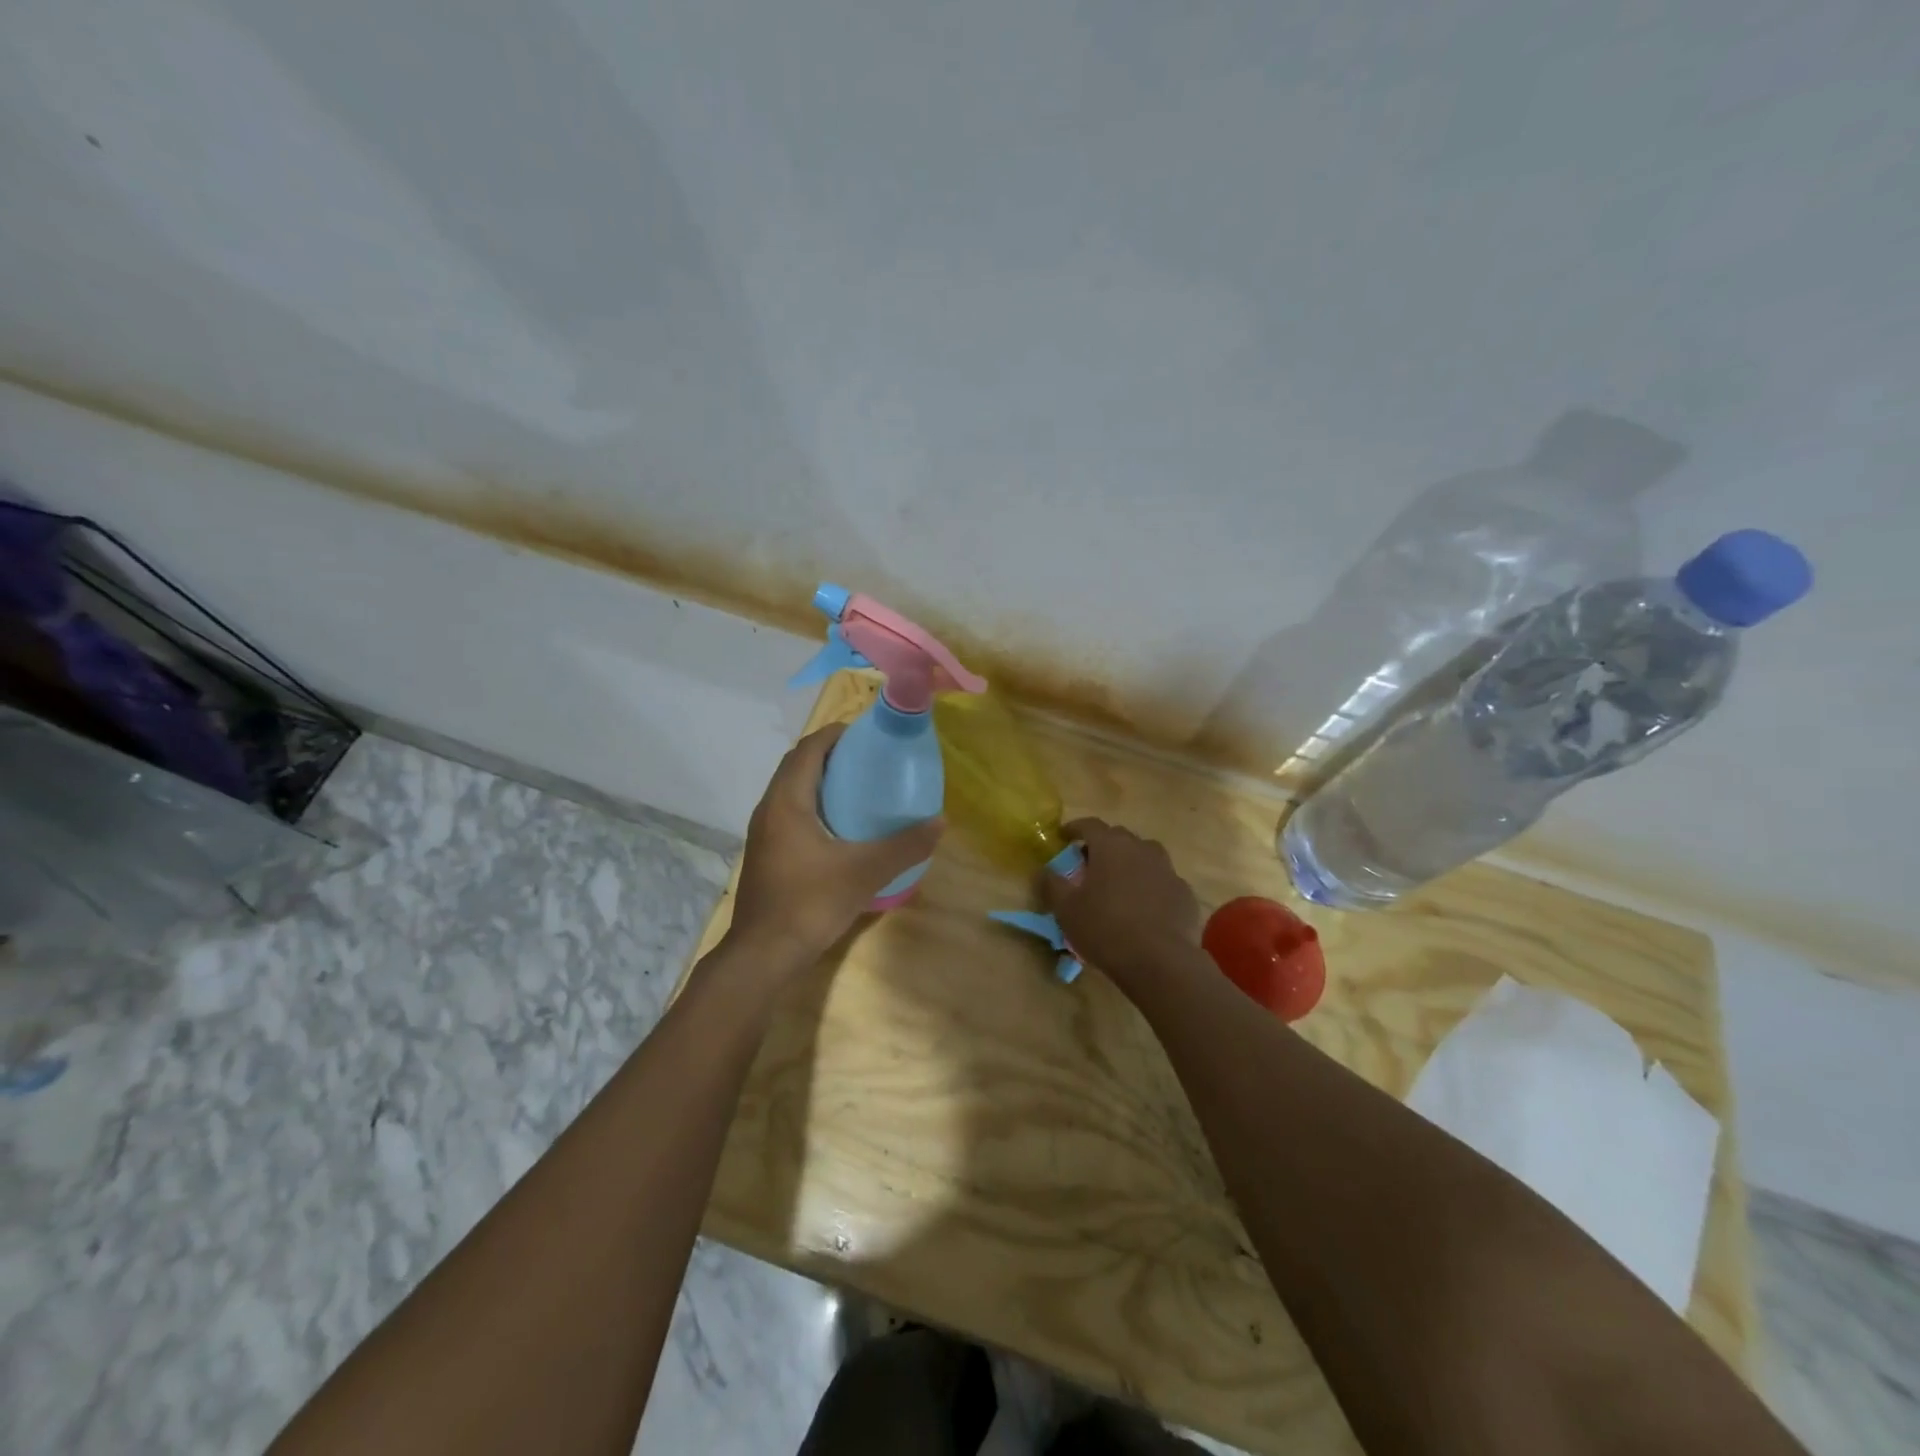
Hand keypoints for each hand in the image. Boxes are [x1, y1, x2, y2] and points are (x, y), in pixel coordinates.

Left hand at [727, 723, 943, 967]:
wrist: (762, 955)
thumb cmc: (809, 904)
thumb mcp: (864, 872)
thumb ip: (904, 846)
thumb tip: (940, 822)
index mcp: (787, 801)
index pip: (809, 748)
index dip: (837, 734)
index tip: (869, 735)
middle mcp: (769, 808)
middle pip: (798, 765)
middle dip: (832, 755)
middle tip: (870, 760)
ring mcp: (764, 833)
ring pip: (792, 790)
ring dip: (822, 781)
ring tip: (860, 789)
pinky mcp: (766, 853)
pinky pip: (790, 813)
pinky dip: (814, 805)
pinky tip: (842, 827)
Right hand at [1044, 818, 1200, 985]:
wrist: (1160, 960)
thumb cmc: (1105, 929)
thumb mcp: (1066, 909)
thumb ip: (1052, 884)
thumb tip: (1043, 870)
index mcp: (1111, 846)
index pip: (1090, 825)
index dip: (1075, 828)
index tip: (1064, 836)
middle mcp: (1141, 849)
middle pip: (1119, 837)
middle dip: (1103, 845)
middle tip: (1090, 864)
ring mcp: (1167, 869)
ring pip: (1146, 855)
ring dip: (1130, 862)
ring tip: (1119, 883)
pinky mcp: (1184, 892)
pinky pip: (1162, 880)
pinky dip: (1151, 886)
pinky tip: (1145, 907)